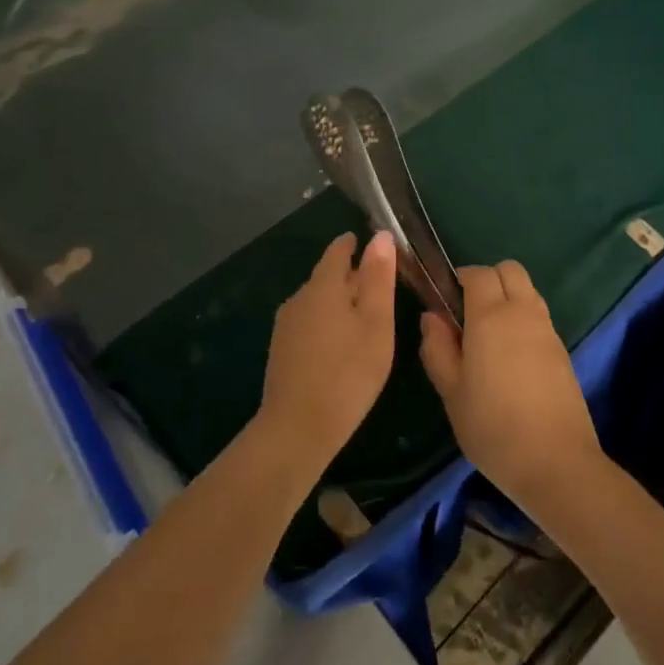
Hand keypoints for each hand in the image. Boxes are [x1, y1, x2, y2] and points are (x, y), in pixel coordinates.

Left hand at [257, 230, 397, 464]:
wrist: (297, 429)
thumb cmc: (348, 373)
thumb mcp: (376, 324)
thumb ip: (379, 278)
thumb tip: (380, 235)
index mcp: (322, 287)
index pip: (338, 251)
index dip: (355, 244)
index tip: (374, 244)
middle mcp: (299, 299)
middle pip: (327, 276)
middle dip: (352, 275)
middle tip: (381, 284)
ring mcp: (286, 326)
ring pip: (318, 301)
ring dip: (340, 301)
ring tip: (367, 315)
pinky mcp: (282, 350)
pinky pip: (310, 322)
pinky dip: (328, 322)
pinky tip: (342, 343)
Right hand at [419, 261, 601, 514]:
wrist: (555, 462)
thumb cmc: (492, 426)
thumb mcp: (451, 391)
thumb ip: (437, 348)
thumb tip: (432, 317)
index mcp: (491, 316)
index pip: (478, 273)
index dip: (459, 278)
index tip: (445, 301)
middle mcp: (523, 312)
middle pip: (510, 270)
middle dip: (488, 279)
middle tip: (467, 313)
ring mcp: (547, 330)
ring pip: (528, 290)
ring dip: (508, 297)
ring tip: (488, 336)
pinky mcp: (562, 350)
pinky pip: (539, 315)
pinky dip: (523, 318)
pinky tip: (510, 356)